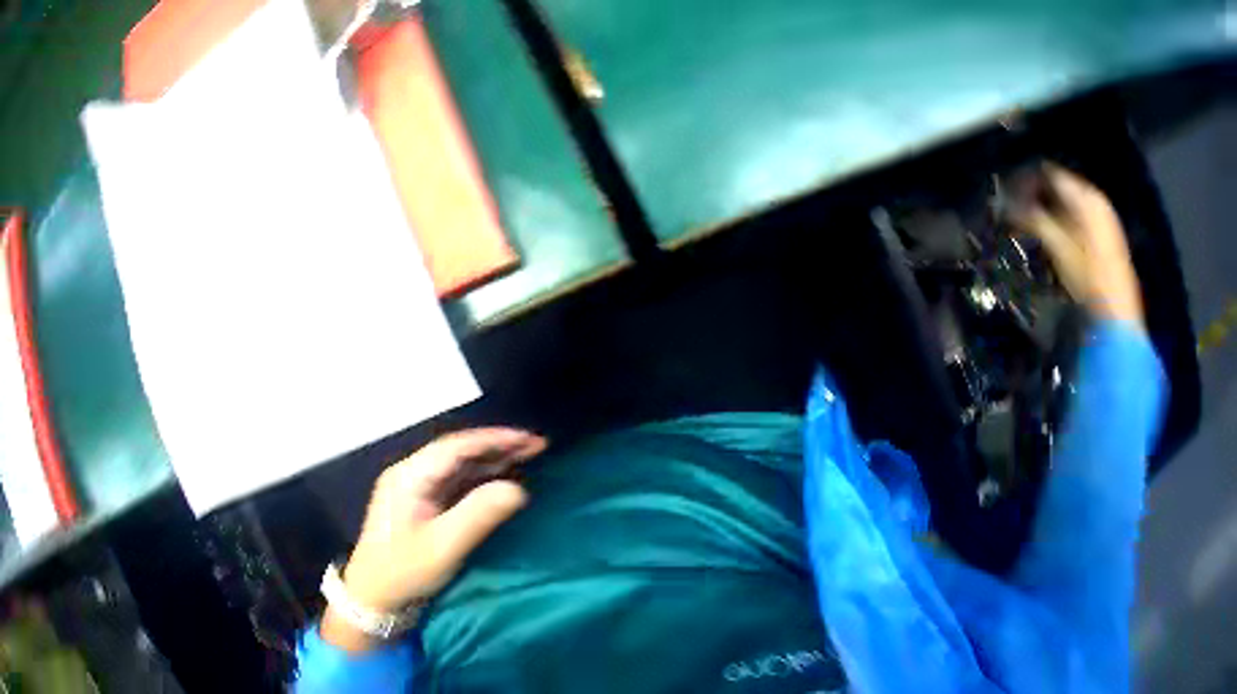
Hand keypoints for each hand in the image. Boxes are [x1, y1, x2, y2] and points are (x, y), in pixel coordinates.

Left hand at [322, 428, 545, 651]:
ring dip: (490, 461)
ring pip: (457, 466)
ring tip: (526, 458)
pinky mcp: (419, 504)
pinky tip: (499, 480)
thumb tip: (519, 489)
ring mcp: (414, 489)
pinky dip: (480, 478)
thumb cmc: (404, 571)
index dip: (494, 440)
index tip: (529, 440)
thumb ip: (479, 515)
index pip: (457, 447)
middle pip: (458, 452)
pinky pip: (454, 482)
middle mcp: (411, 474)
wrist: (372, 597)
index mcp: (410, 476)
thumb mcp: (443, 546)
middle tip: (536, 447)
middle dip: (497, 446)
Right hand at [1010, 163, 1143, 325]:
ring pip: (1071, 205)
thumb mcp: (1059, 248)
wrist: (1118, 316)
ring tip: (1033, 225)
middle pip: (1061, 188)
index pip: (1050, 174)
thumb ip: (1034, 221)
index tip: (1010, 194)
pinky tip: (1055, 237)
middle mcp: (1097, 200)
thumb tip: (1009, 205)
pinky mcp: (1108, 237)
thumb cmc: (1090, 279)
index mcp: (1086, 196)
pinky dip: (1065, 223)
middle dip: (1039, 197)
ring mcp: (1105, 219)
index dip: (1028, 181)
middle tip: (1019, 211)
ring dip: (1051, 212)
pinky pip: (1080, 218)